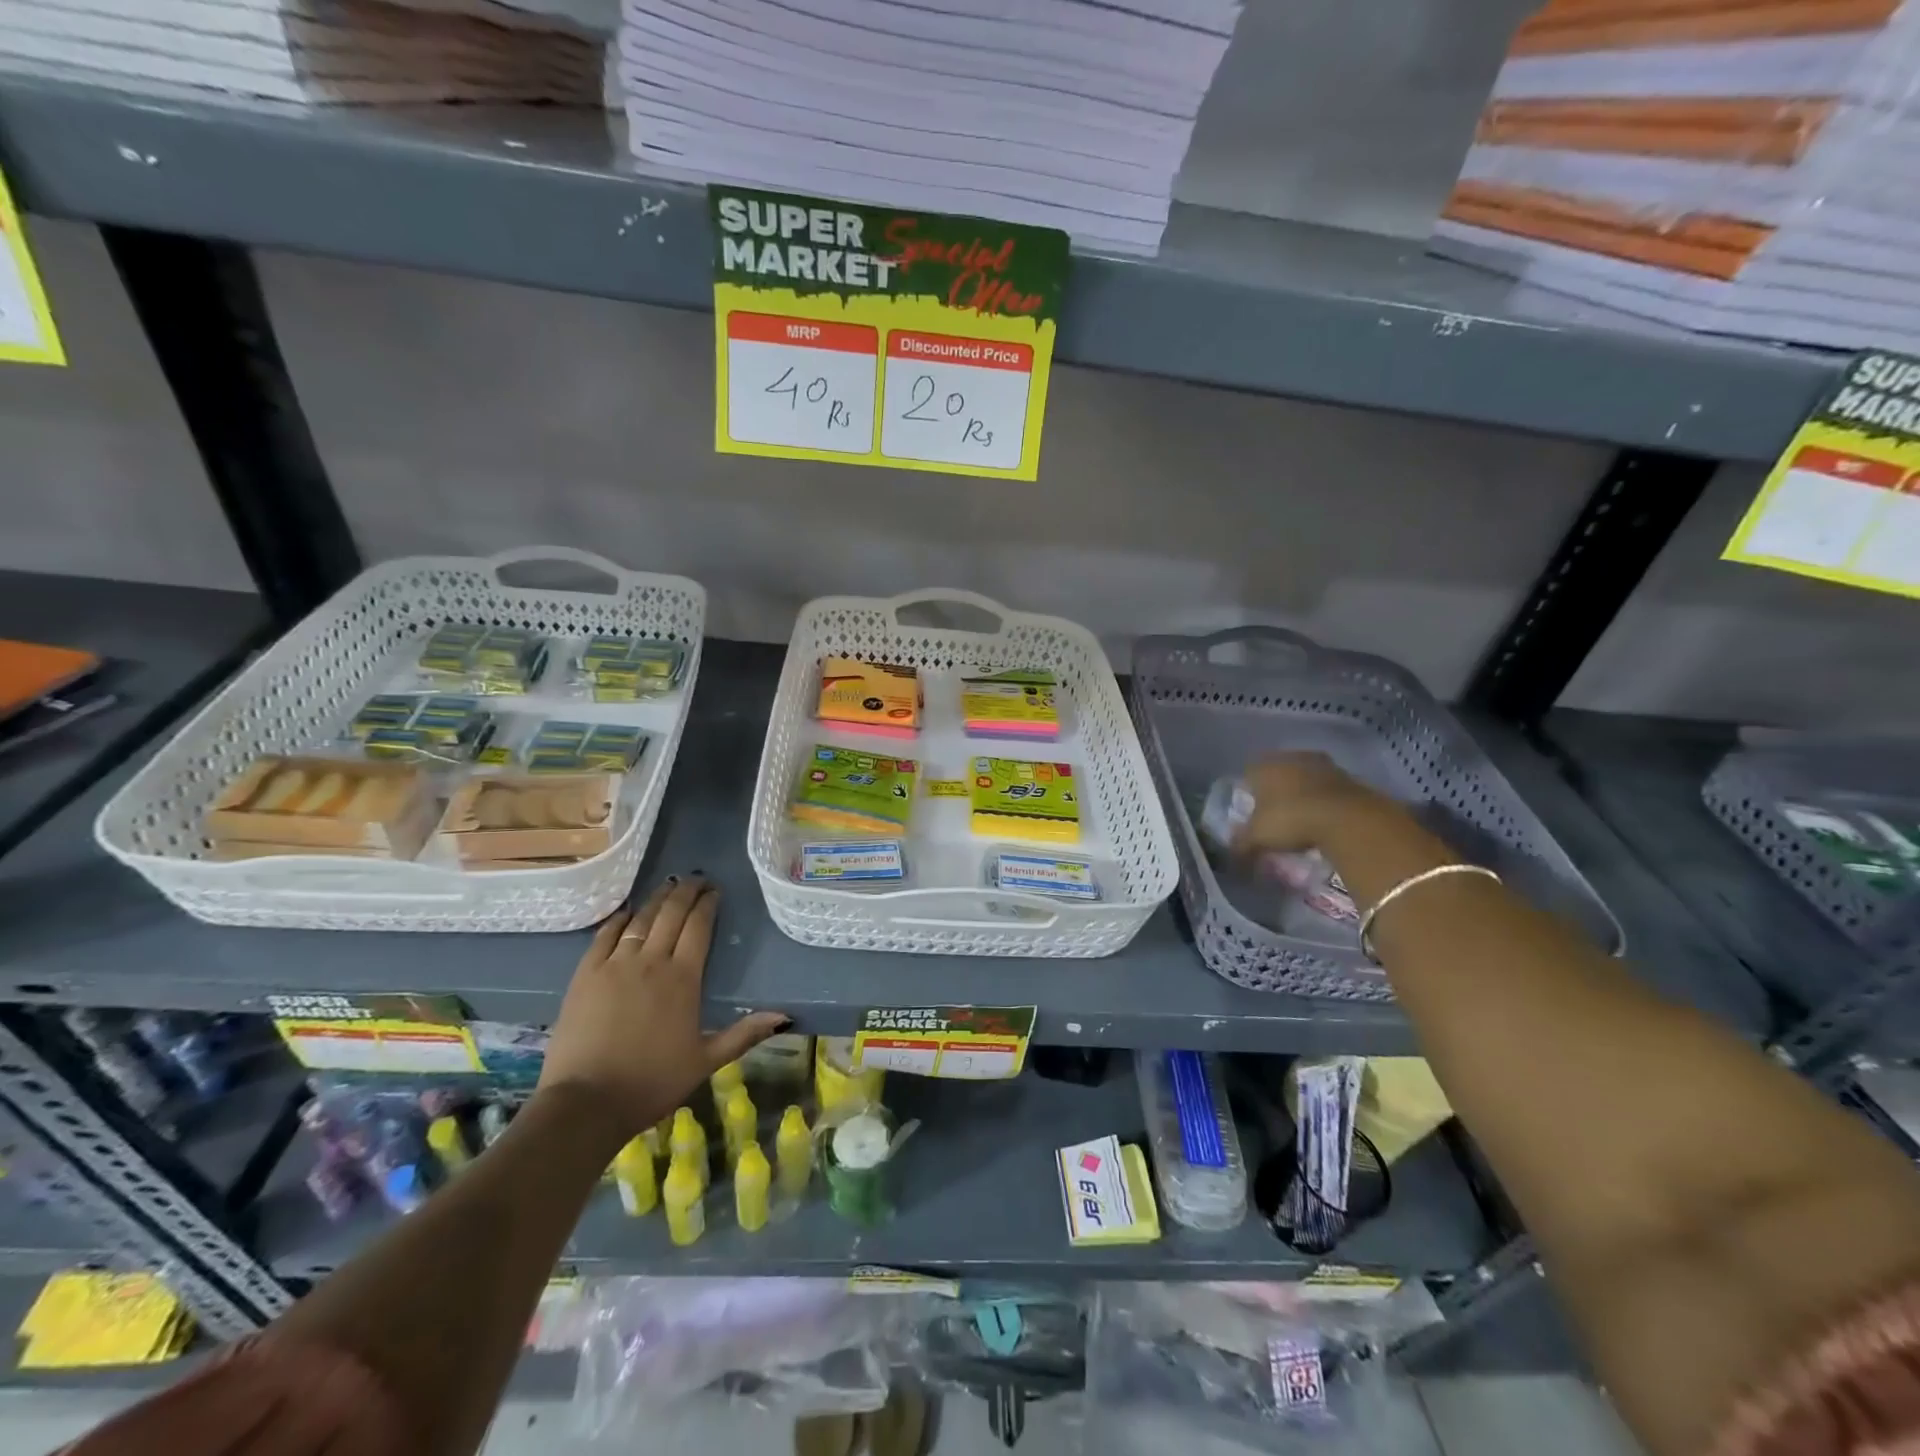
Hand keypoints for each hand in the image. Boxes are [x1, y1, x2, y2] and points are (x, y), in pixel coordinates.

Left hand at [537, 877, 787, 1145]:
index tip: (715, 891)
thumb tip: (785, 1015)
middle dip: (686, 892)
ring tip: (668, 886)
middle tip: (696, 879)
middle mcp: (651, 961)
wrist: (585, 1104)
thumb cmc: (651, 1083)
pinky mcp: (585, 975)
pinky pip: (605, 936)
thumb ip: (744, 1034)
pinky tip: (627, 912)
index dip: (708, 904)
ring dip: (657, 899)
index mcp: (683, 978)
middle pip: (671, 915)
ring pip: (640, 920)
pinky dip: (619, 919)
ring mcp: (614, 965)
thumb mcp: (705, 1061)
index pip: (699, 927)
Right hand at [1231, 752, 1390, 855]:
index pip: (1249, 772)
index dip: (1248, 790)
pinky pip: (1329, 788)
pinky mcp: (1350, 777)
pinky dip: (1325, 800)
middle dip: (1277, 789)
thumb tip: (1233, 854)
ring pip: (1306, 777)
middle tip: (1277, 812)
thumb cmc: (1291, 819)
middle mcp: (1292, 758)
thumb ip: (1242, 843)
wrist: (1348, 819)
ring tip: (1303, 817)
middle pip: (1279, 771)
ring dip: (1304, 792)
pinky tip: (1325, 818)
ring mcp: (1323, 765)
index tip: (1251, 809)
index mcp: (1265, 766)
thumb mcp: (1258, 837)